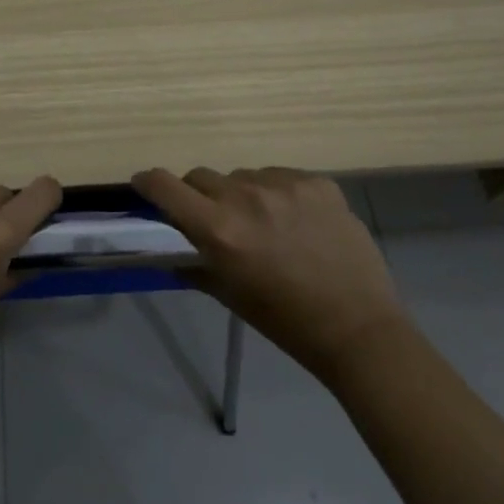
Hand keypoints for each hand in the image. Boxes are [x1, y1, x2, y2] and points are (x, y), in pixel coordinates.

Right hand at [132, 166, 406, 379]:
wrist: (358, 328)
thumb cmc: (285, 320)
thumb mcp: (229, 295)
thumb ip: (194, 265)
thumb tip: (171, 252)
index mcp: (219, 230)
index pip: (165, 186)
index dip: (148, 183)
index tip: (145, 187)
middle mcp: (246, 198)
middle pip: (201, 176)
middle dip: (199, 195)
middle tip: (216, 220)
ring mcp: (285, 186)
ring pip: (243, 176)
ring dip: (241, 194)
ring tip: (265, 224)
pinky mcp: (317, 182)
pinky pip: (281, 176)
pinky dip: (278, 194)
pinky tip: (297, 221)